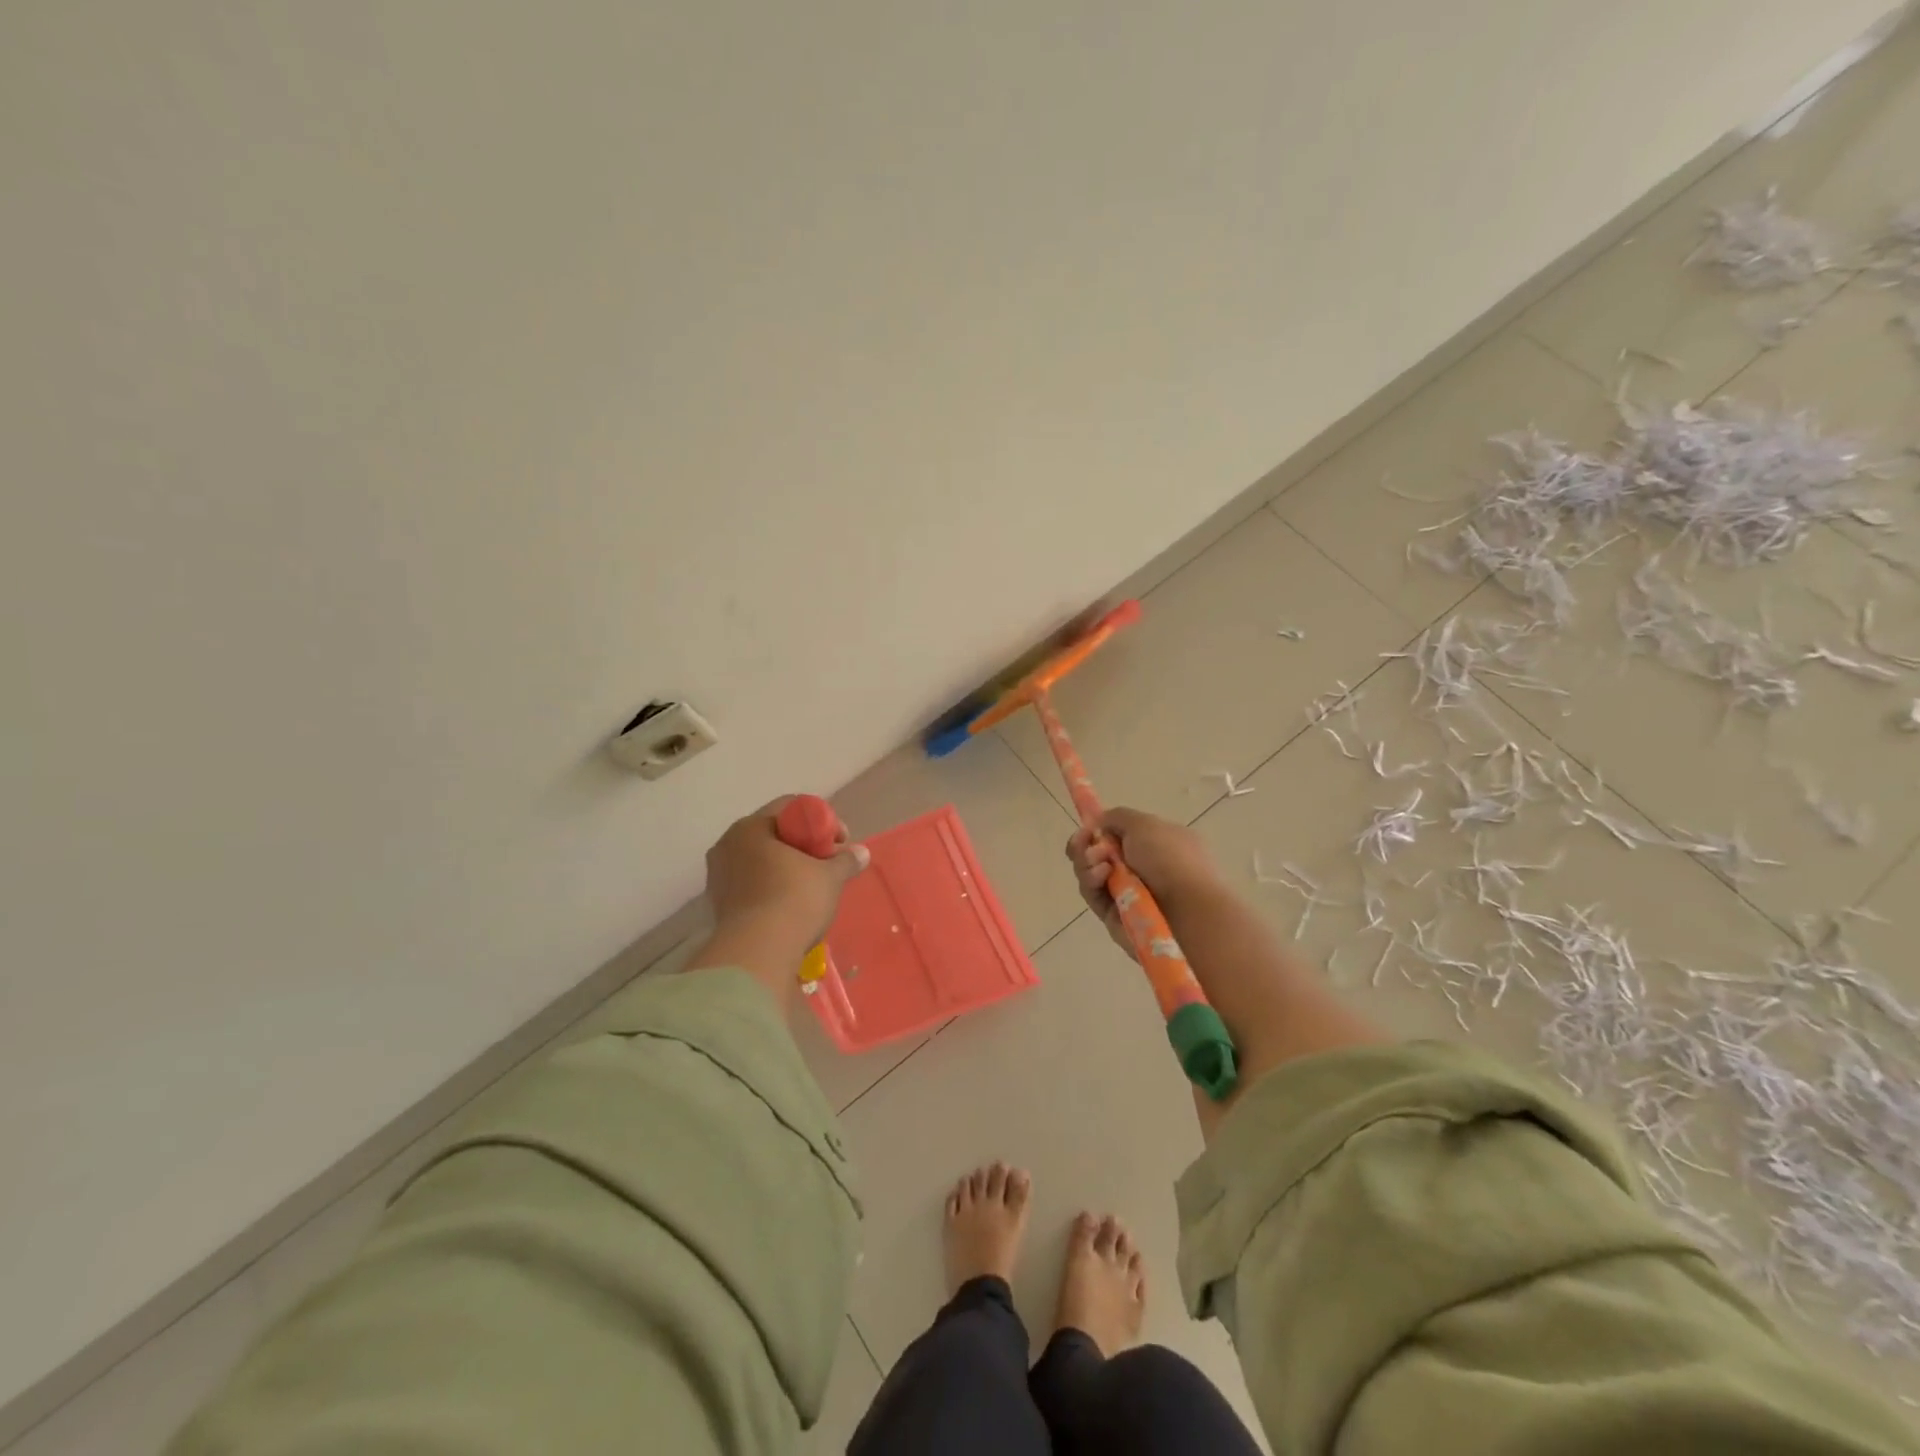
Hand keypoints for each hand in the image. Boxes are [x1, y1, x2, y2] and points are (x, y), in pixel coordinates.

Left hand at [706, 798, 868, 952]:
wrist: (757, 955)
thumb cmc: (793, 901)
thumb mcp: (829, 877)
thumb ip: (845, 860)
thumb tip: (861, 853)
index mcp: (750, 827)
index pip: (790, 807)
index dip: (821, 820)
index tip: (839, 843)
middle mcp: (727, 845)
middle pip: (774, 834)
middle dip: (804, 846)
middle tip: (828, 864)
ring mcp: (718, 877)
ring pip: (761, 861)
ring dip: (786, 869)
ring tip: (811, 889)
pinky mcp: (718, 906)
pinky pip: (751, 886)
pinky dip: (771, 889)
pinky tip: (790, 907)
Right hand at [1065, 808, 1218, 956]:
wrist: (1188, 910)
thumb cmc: (1171, 859)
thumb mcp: (1145, 823)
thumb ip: (1117, 817)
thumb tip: (1099, 823)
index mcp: (1156, 844)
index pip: (1119, 835)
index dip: (1099, 830)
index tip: (1088, 827)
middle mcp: (1142, 869)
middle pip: (1099, 854)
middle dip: (1086, 845)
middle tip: (1085, 842)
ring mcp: (1128, 893)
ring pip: (1091, 874)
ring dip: (1087, 862)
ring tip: (1099, 863)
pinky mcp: (1114, 916)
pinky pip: (1093, 895)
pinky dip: (1091, 882)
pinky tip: (1101, 876)